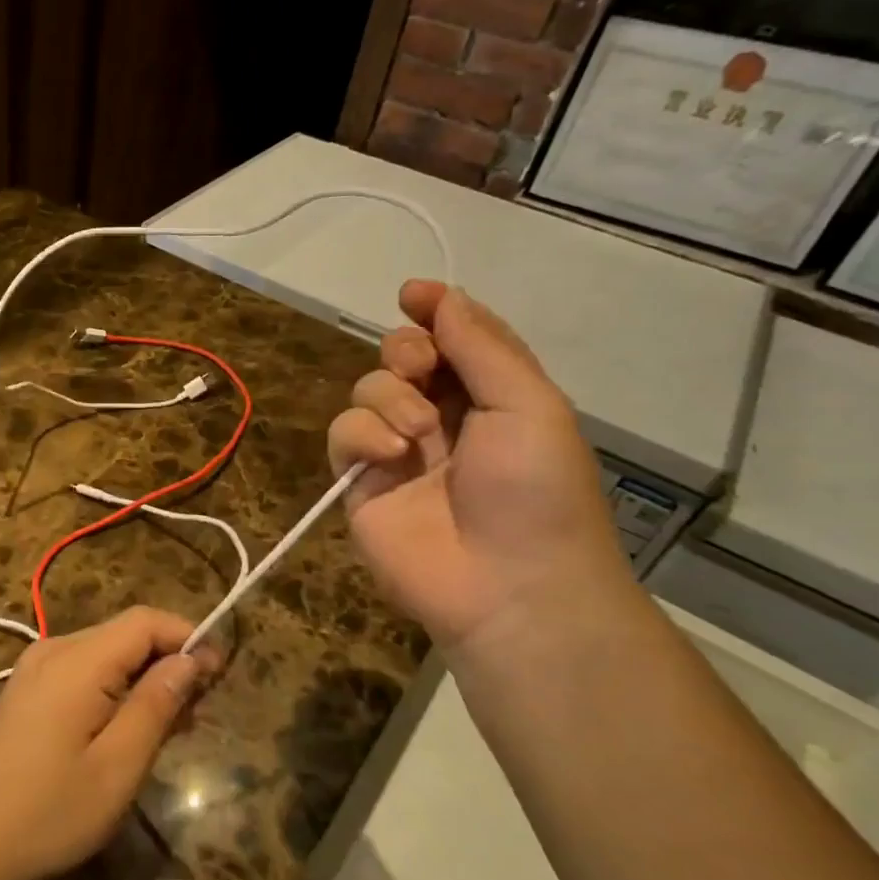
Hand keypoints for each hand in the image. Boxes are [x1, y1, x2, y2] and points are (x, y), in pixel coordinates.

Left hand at [0, 608, 215, 879]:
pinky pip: (83, 671)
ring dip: (144, 677)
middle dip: (169, 660)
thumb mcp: (118, 765)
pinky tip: (128, 729)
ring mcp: (36, 668)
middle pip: (126, 633)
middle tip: (199, 713)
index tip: (220, 674)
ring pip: (106, 653)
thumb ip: (156, 705)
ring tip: (172, 727)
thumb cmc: (48, 810)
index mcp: (79, 660)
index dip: (188, 636)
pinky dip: (115, 688)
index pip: (146, 620)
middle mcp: (55, 650)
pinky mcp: (27, 690)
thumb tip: (190, 660)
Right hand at [327, 281, 634, 663]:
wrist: (509, 585)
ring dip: (389, 397)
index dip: (434, 311)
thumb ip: (481, 346)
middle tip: (421, 369)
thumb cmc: (535, 489)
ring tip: (418, 433)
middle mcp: (442, 417)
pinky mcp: (360, 481)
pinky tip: (390, 454)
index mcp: (492, 397)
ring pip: (367, 389)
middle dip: (405, 350)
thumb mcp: (527, 404)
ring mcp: (397, 450)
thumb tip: (440, 296)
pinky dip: (362, 434)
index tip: (412, 294)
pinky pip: (343, 433)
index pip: (455, 339)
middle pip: (401, 356)